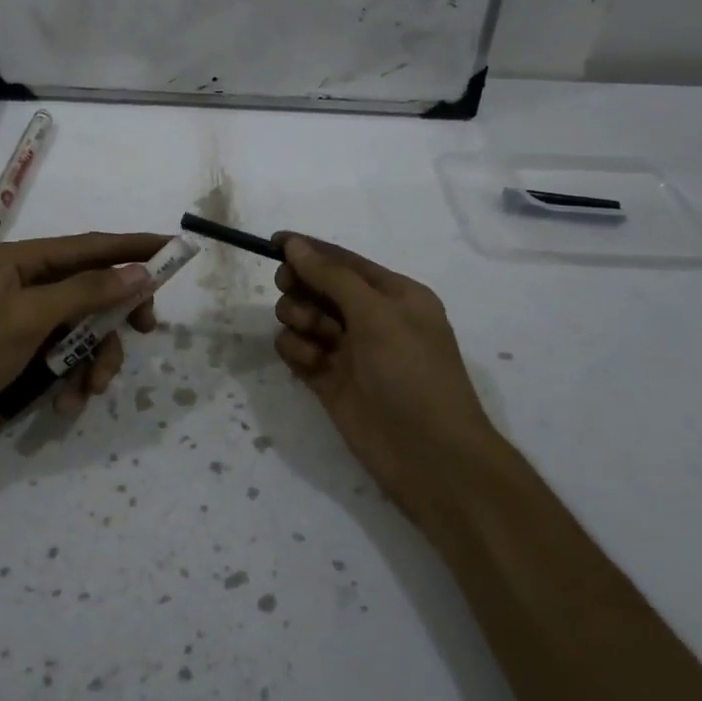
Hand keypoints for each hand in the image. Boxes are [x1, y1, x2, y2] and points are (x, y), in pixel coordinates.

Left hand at [0, 232, 166, 475]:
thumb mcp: (28, 318)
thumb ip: (86, 292)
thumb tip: (139, 272)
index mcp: (22, 262)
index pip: (90, 247)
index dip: (134, 247)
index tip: (174, 249)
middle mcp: (28, 287)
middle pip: (94, 290)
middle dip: (116, 316)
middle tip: (146, 330)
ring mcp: (28, 325)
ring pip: (86, 331)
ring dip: (96, 360)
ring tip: (90, 389)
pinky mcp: (27, 360)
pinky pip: (69, 361)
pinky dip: (74, 381)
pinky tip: (65, 404)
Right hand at [272, 235, 490, 504]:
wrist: (429, 456)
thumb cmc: (412, 373)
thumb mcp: (377, 315)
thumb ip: (332, 277)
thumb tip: (295, 245)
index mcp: (394, 295)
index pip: (343, 261)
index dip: (309, 250)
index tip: (272, 243)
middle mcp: (370, 318)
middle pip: (318, 286)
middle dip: (301, 285)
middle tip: (288, 288)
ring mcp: (348, 351)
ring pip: (304, 318)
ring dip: (299, 319)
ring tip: (312, 336)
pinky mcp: (328, 380)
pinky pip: (298, 351)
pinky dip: (296, 351)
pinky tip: (310, 363)